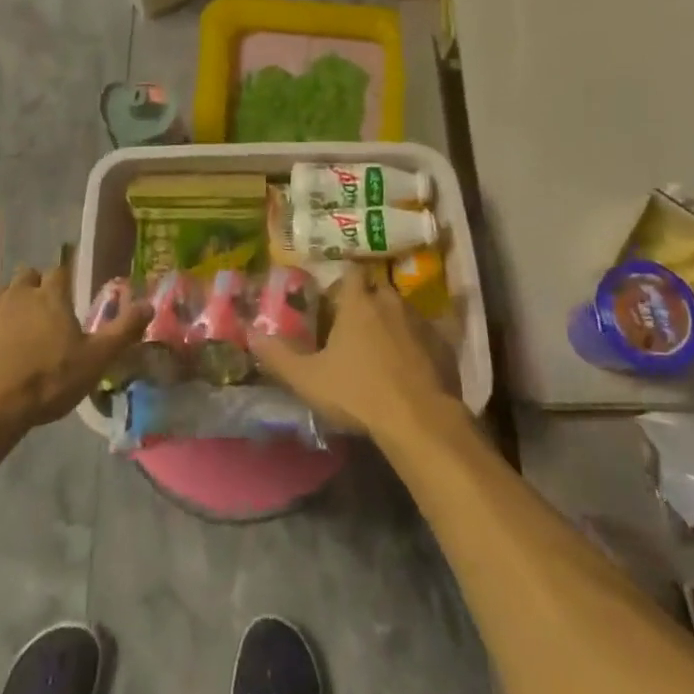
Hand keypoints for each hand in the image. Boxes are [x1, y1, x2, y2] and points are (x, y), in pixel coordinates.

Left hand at [0, 262, 152, 435]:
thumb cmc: (46, 383)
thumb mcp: (95, 361)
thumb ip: (123, 330)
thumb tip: (149, 303)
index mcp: (50, 295)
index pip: (61, 270)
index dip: (65, 279)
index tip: (69, 293)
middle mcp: (16, 293)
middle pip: (26, 276)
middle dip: (34, 288)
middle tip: (42, 316)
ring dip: (7, 308)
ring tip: (13, 337)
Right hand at [247, 265, 459, 441]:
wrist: (420, 420)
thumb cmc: (358, 393)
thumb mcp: (308, 379)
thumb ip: (278, 355)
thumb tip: (250, 333)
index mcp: (359, 302)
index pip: (351, 273)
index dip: (342, 282)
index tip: (333, 297)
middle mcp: (391, 302)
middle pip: (377, 290)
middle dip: (366, 301)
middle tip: (353, 325)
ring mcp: (421, 322)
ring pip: (402, 311)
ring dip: (391, 322)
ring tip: (379, 348)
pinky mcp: (443, 345)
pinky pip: (424, 335)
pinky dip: (415, 344)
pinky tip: (407, 367)